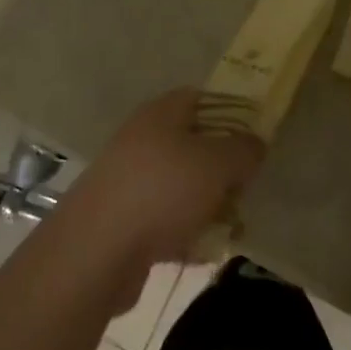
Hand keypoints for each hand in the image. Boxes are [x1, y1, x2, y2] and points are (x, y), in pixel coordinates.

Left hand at [63, 90, 264, 281]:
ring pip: (180, 184)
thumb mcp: (217, 163)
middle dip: (222, 166)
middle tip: (246, 185)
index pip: (202, 98)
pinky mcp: (122, 221)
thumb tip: (254, 144)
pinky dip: (185, 232)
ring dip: (206, 203)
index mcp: (162, 113)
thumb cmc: (163, 190)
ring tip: (232, 224)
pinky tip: (204, 251)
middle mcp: (143, 139)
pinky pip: (165, 220)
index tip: (255, 136)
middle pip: (193, 144)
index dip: (231, 112)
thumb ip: (243, 150)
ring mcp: (129, 180)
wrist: (96, 251)